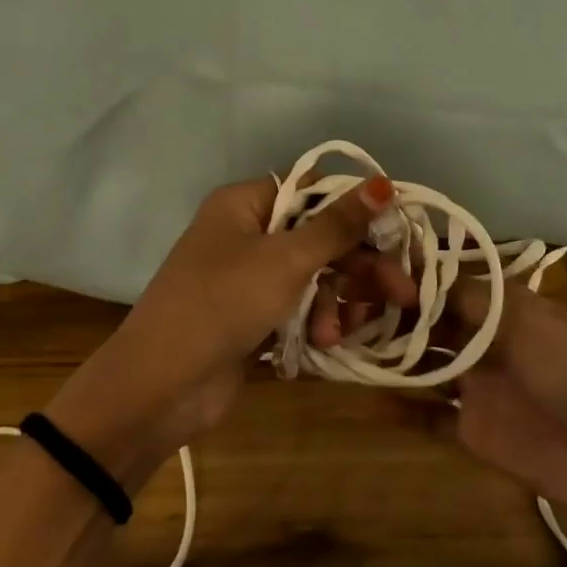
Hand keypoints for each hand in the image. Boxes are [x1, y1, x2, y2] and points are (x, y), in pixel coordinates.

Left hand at [47, 173, 418, 484]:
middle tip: (403, 293)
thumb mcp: (285, 259)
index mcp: (244, 204)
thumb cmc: (223, 303)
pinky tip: (326, 342)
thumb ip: (338, 225)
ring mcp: (249, 279)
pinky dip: (317, 321)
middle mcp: (246, 234)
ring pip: (313, 277)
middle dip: (358, 266)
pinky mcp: (253, 318)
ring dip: (335, 302)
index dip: (355, 206)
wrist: (163, 384)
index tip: (398, 229)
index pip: (311, 189)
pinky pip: (299, 308)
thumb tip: (383, 182)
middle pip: (319, 237)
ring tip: (339, 331)